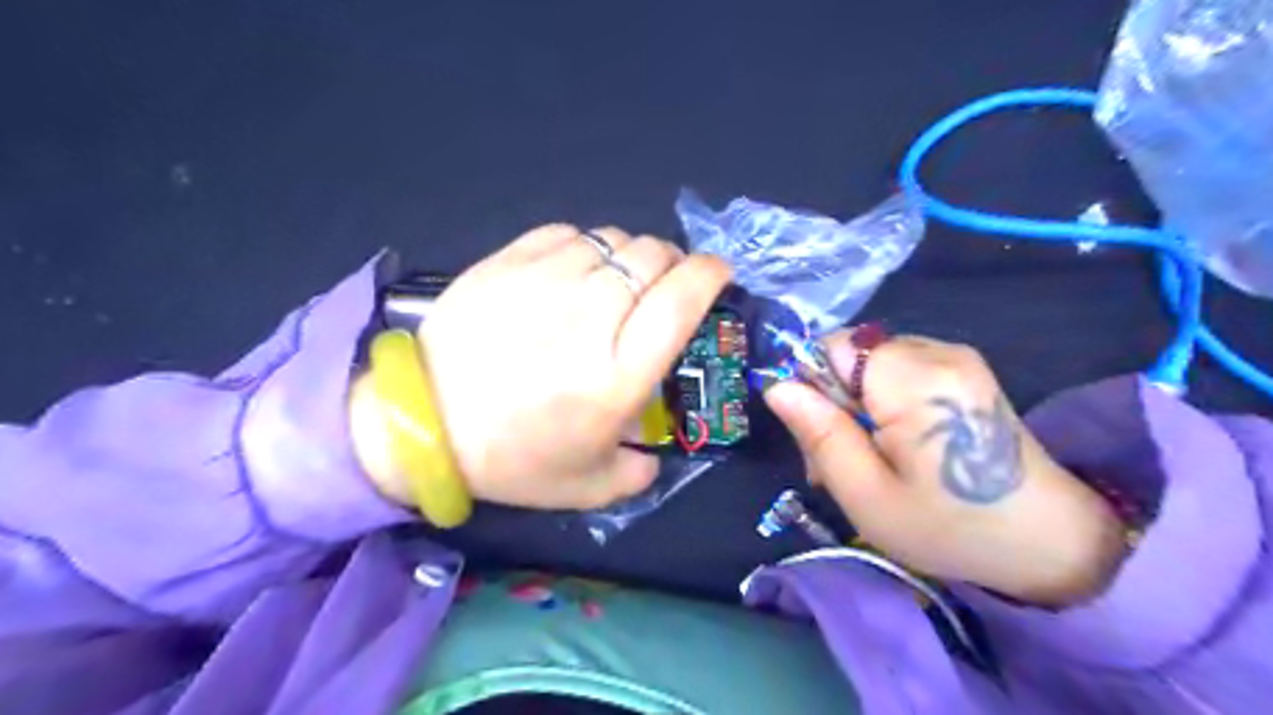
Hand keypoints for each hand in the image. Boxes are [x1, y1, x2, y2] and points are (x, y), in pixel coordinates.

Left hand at [353, 226, 730, 511]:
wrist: (421, 422)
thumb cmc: (510, 458)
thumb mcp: (589, 486)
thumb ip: (640, 471)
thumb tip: (655, 451)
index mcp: (618, 372)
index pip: (683, 300)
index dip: (710, 276)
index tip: (718, 275)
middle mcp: (592, 315)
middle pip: (653, 257)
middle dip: (672, 265)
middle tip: (662, 287)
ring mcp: (547, 279)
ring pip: (614, 239)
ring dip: (629, 257)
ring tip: (614, 283)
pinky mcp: (509, 260)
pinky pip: (569, 233)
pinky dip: (586, 248)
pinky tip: (573, 273)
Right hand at [758, 332, 1126, 605]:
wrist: (1048, 541)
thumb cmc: (950, 527)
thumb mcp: (866, 494)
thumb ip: (819, 433)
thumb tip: (776, 386)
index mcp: (914, 379)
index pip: (831, 347)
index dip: (814, 387)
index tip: (821, 437)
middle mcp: (937, 351)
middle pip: (851, 357)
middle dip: (833, 403)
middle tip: (840, 464)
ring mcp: (955, 357)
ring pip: (870, 365)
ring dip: (856, 407)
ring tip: (870, 460)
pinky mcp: (963, 370)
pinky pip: (897, 372)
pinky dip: (883, 405)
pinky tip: (895, 445)